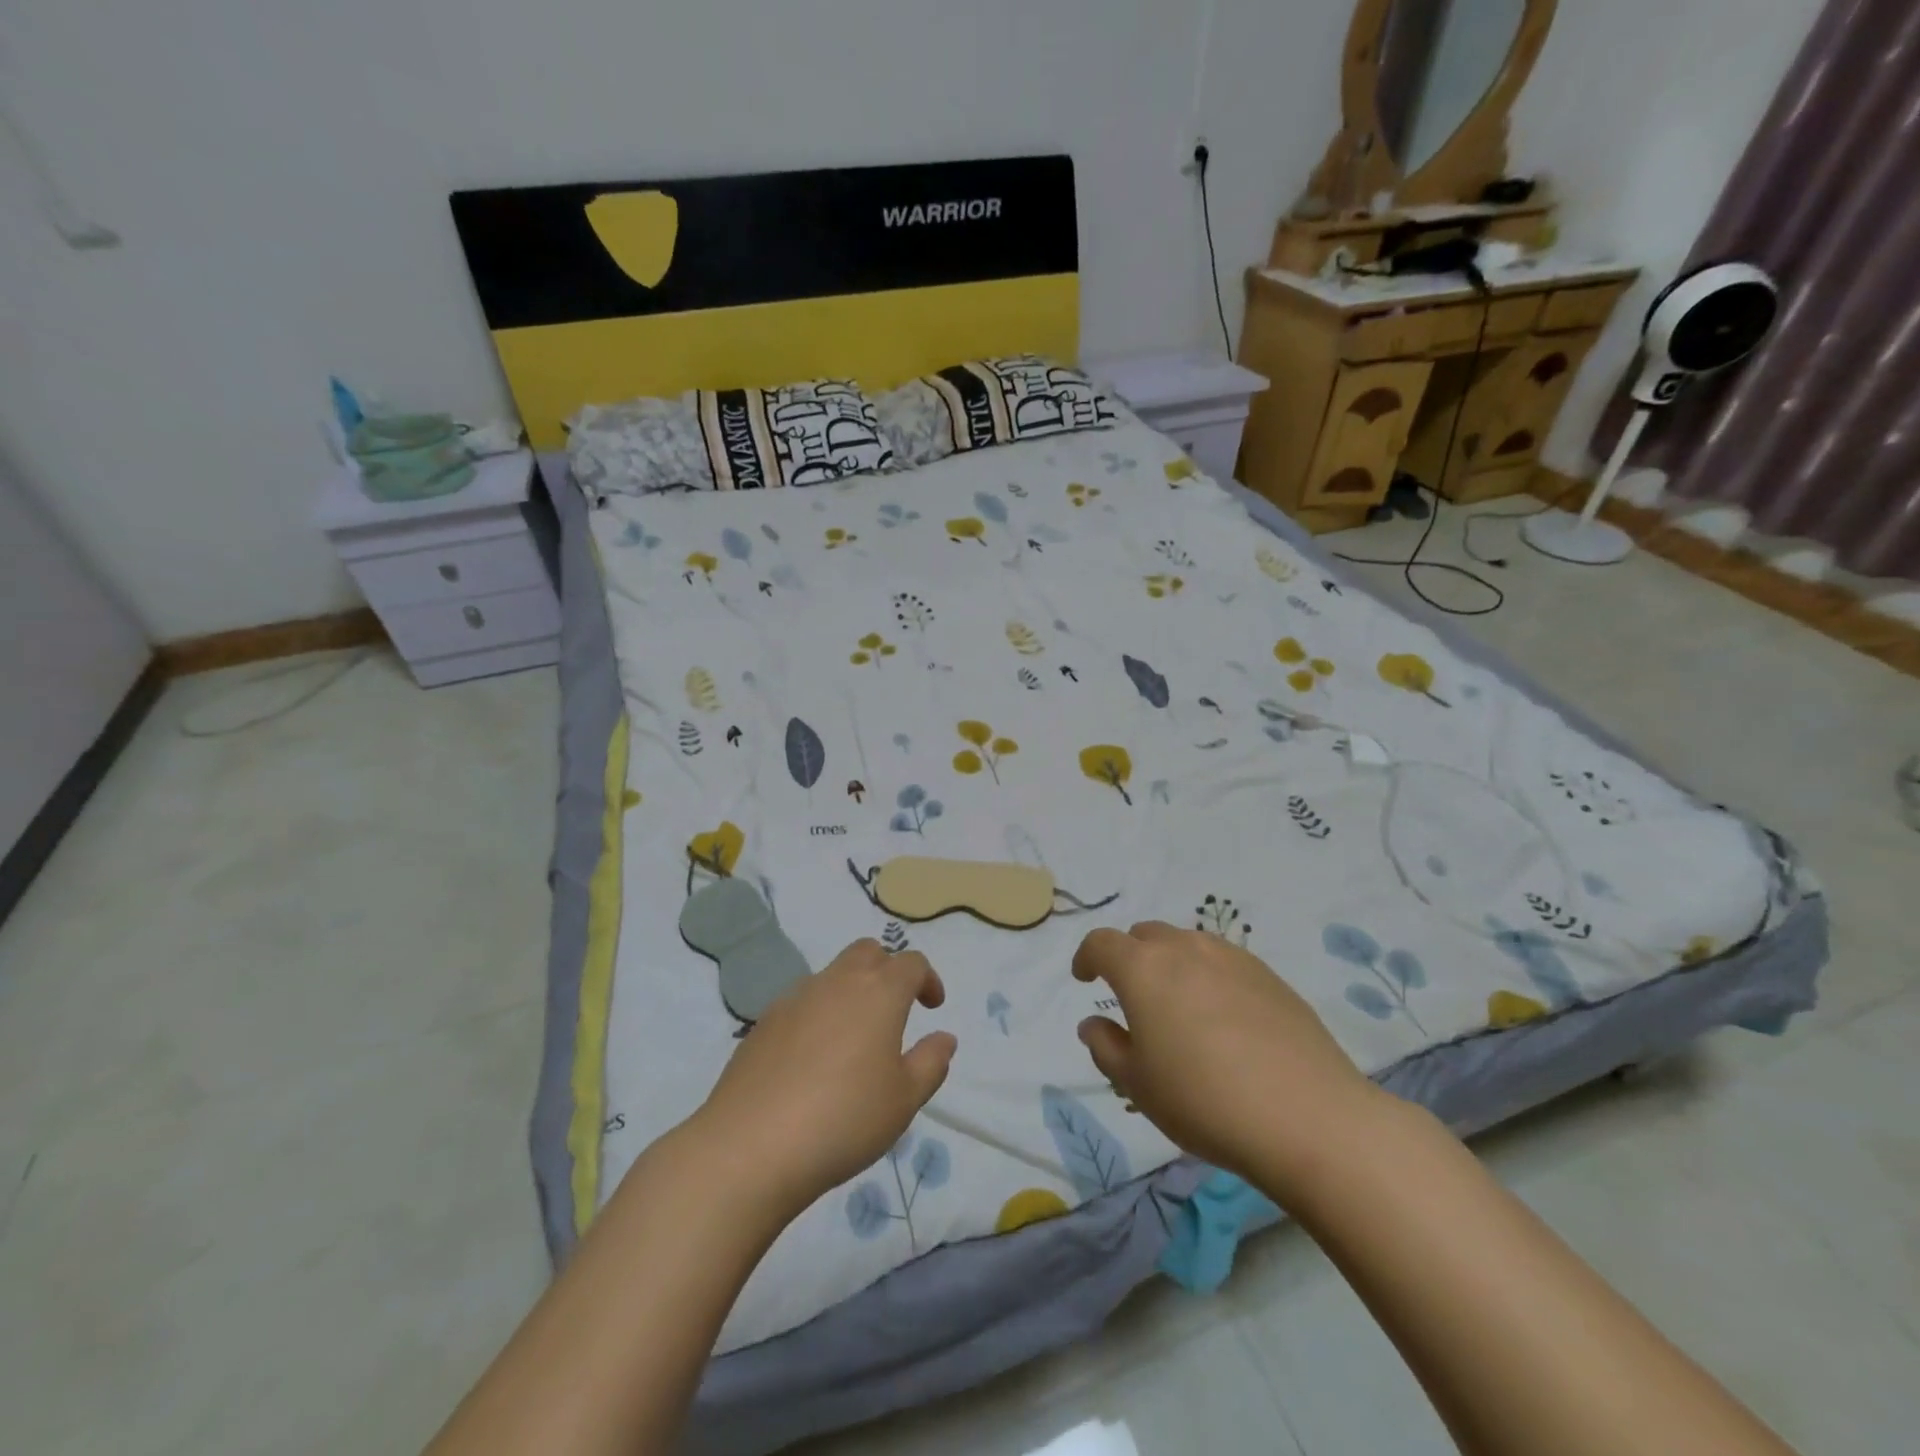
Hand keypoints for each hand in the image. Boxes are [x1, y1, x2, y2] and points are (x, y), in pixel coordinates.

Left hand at [695, 940, 956, 1215]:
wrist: (750, 1146)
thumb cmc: (844, 1119)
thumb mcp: (904, 1100)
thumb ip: (931, 1062)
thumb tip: (944, 1038)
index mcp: (879, 992)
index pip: (911, 963)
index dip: (927, 979)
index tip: (932, 1007)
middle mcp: (837, 982)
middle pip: (868, 952)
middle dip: (887, 970)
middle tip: (895, 1010)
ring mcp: (795, 998)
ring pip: (832, 975)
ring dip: (851, 991)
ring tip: (854, 1039)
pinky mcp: (763, 1022)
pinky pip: (802, 1002)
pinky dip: (818, 1014)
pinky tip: (814, 1059)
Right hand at [1073, 922, 1384, 1202]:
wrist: (1308, 1116)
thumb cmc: (1204, 1100)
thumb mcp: (1137, 1085)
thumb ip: (1106, 1047)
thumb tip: (1093, 1023)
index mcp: (1143, 969)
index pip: (1102, 943)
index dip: (1087, 957)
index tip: (1085, 978)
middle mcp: (1184, 949)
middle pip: (1145, 935)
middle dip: (1130, 957)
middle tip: (1131, 996)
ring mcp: (1231, 957)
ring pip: (1187, 944)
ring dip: (1170, 963)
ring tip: (1178, 1005)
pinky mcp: (1269, 975)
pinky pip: (1223, 961)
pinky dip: (1208, 975)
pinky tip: (1222, 1017)